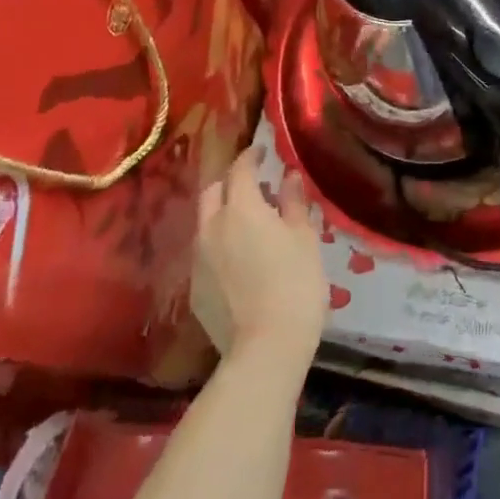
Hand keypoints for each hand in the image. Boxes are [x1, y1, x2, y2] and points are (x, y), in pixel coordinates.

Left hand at [195, 150, 327, 362]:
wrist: (266, 347)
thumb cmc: (296, 284)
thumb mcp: (305, 238)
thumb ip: (294, 202)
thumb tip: (288, 176)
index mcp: (241, 208)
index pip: (239, 169)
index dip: (250, 156)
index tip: (261, 151)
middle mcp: (211, 227)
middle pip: (212, 192)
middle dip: (229, 182)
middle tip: (253, 185)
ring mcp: (198, 259)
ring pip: (206, 222)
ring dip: (223, 213)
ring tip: (249, 222)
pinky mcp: (194, 288)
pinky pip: (205, 253)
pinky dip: (220, 244)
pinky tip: (240, 259)